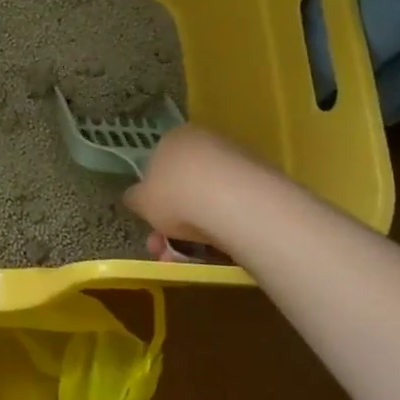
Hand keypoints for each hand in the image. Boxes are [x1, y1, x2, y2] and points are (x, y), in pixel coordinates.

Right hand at [122, 125, 251, 260]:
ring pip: (208, 203)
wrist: (236, 204)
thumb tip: (136, 197)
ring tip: (186, 260)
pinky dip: (221, 231)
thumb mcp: (141, 200)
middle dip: (171, 223)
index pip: (158, 164)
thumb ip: (136, 198)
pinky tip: (215, 253)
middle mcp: (207, 143)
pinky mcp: (263, 186)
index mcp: (175, 138)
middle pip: (184, 187)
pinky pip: (233, 211)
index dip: (152, 197)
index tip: (151, 223)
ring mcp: (238, 163)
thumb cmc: (176, 194)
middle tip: (164, 251)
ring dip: (193, 233)